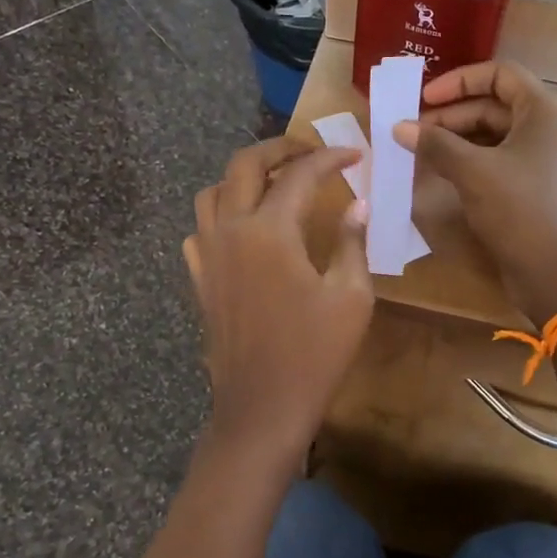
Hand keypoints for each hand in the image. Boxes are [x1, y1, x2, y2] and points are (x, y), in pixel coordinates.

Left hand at [183, 137, 372, 455]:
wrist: (262, 409)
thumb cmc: (315, 355)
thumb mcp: (351, 298)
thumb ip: (351, 242)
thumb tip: (356, 206)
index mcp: (269, 231)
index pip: (300, 175)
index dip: (331, 158)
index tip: (355, 154)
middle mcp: (230, 231)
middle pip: (244, 165)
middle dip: (279, 148)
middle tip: (311, 151)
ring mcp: (208, 256)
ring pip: (213, 192)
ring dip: (244, 177)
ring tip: (275, 183)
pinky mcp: (200, 280)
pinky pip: (200, 230)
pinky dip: (221, 215)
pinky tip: (243, 229)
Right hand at [392, 62, 556, 327]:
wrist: (555, 272)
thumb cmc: (519, 210)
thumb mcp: (473, 172)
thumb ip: (435, 144)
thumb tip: (399, 127)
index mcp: (544, 110)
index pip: (499, 74)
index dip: (458, 81)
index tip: (423, 98)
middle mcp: (548, 127)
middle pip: (494, 105)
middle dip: (451, 115)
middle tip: (412, 130)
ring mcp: (543, 159)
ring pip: (493, 135)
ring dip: (456, 139)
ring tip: (419, 151)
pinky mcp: (534, 186)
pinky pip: (498, 160)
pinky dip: (469, 161)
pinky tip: (440, 171)